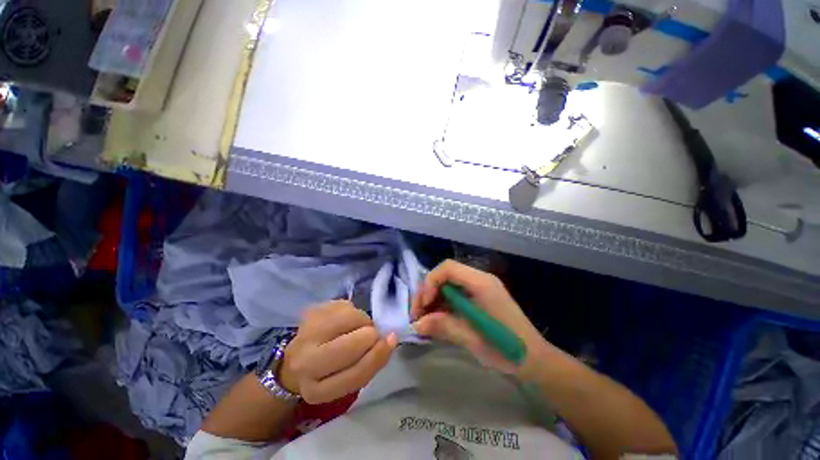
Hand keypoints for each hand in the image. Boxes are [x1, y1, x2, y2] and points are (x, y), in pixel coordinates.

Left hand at [279, 301, 397, 403]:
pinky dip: (352, 311)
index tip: (392, 340)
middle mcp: (306, 362)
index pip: (356, 373)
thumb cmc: (328, 374)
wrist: (296, 360)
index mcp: (317, 389)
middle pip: (353, 343)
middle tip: (371, 334)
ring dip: (362, 321)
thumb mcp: (348, 380)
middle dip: (370, 335)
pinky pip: (345, 305)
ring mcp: (306, 333)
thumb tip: (392, 337)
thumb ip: (371, 364)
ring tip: (356, 327)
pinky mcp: (310, 312)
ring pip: (351, 317)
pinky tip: (344, 320)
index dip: (378, 355)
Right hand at [412, 260, 550, 380]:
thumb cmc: (507, 349)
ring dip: (434, 300)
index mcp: (481, 283)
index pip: (448, 268)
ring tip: (425, 319)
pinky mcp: (480, 298)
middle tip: (418, 315)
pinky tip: (438, 320)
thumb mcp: (472, 338)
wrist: (535, 360)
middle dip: (428, 292)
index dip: (430, 282)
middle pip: (446, 275)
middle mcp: (480, 280)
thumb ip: (443, 326)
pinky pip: (456, 295)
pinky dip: (444, 305)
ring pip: (449, 285)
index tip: (424, 305)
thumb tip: (416, 324)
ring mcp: (480, 288)